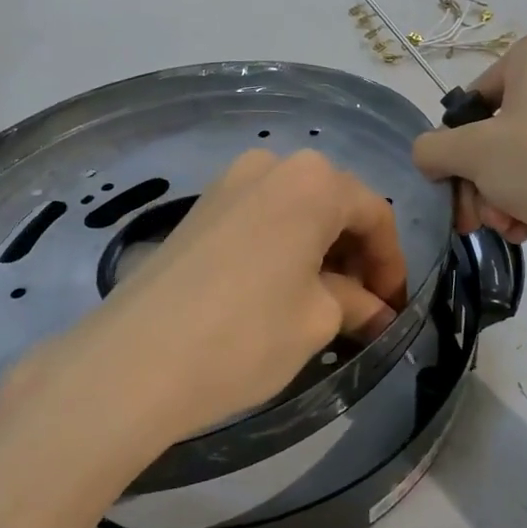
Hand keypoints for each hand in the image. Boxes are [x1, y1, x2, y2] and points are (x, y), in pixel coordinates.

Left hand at [32, 150, 409, 451]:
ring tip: (323, 303)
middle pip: (334, 204)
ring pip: (296, 211)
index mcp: (312, 181)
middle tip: (363, 307)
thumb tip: (378, 311)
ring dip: (320, 251)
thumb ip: (355, 303)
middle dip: (356, 255)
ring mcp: (229, 182)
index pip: (373, 213)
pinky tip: (281, 290)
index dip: (391, 263)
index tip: (393, 308)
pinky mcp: (199, 208)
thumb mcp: (316, 320)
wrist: (133, 361)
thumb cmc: (245, 334)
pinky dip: (284, 247)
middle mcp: (272, 165)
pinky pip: (261, 218)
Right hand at [411, 25, 526, 269]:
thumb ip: (431, 147)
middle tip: (470, 214)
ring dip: (496, 196)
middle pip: (494, 132)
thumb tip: (428, 157)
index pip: (474, 98)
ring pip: (516, 156)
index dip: (458, 143)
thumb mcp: (471, 151)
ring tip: (502, 225)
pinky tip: (522, 228)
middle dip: (477, 180)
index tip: (455, 177)